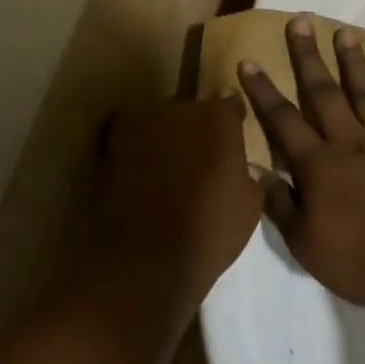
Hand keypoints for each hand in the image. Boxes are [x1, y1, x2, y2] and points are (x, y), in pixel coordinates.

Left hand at [97, 96, 263, 316]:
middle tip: (197, 161)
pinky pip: (131, 133)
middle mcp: (181, 108)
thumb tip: (238, 163)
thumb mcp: (250, 203)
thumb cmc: (211, 231)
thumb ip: (244, 169)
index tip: (230, 143)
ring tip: (165, 170)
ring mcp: (143, 121)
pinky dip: (137, 146)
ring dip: (165, 136)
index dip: (231, 122)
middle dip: (196, 129)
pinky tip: (140, 171)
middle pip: (192, 110)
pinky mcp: (113, 139)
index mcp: (220, 118)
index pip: (230, 104)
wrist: (149, 259)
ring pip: (160, 120)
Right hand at [239, 15, 364, 314]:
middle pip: (324, 93)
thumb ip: (279, 204)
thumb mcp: (305, 243)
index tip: (249, 61)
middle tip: (301, 21)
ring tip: (345, 32)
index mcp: (319, 165)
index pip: (283, 120)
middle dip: (308, 57)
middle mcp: (351, 143)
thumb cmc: (362, 261)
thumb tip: (254, 170)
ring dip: (355, 63)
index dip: (263, 91)